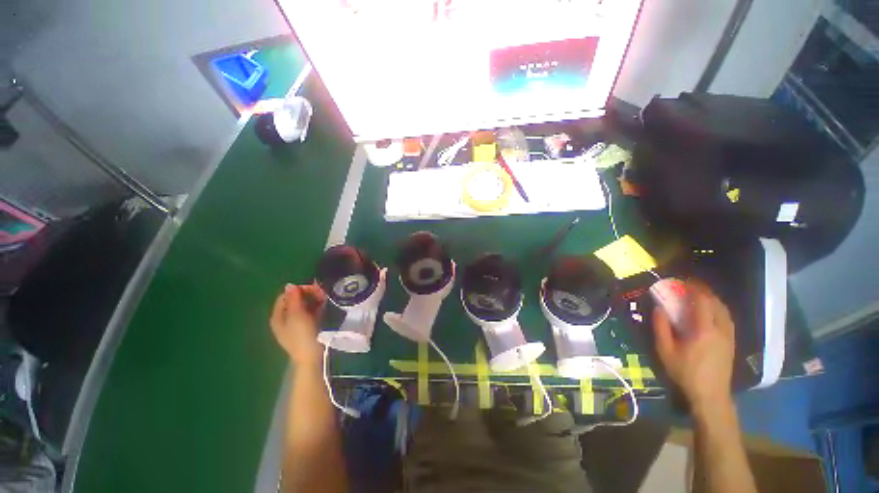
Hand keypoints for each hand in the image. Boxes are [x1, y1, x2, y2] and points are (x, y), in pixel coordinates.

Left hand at [270, 283, 326, 365]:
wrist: (312, 357)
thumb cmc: (302, 335)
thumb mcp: (297, 315)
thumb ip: (294, 299)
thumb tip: (289, 285)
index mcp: (278, 316)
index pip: (285, 296)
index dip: (298, 290)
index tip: (313, 288)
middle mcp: (285, 319)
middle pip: (295, 300)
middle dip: (308, 294)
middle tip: (322, 293)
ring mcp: (297, 324)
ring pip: (304, 306)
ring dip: (314, 300)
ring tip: (325, 299)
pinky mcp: (307, 327)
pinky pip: (311, 313)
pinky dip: (317, 307)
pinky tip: (324, 306)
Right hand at [652, 280, 735, 414]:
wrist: (711, 394)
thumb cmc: (685, 372)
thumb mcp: (665, 350)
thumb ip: (661, 327)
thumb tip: (659, 308)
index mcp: (703, 330)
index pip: (702, 301)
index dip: (694, 288)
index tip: (684, 280)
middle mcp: (720, 329)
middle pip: (716, 303)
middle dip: (704, 291)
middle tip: (691, 285)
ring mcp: (729, 336)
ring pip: (724, 310)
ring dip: (713, 299)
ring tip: (700, 295)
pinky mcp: (732, 342)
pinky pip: (727, 318)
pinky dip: (719, 308)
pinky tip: (711, 311)